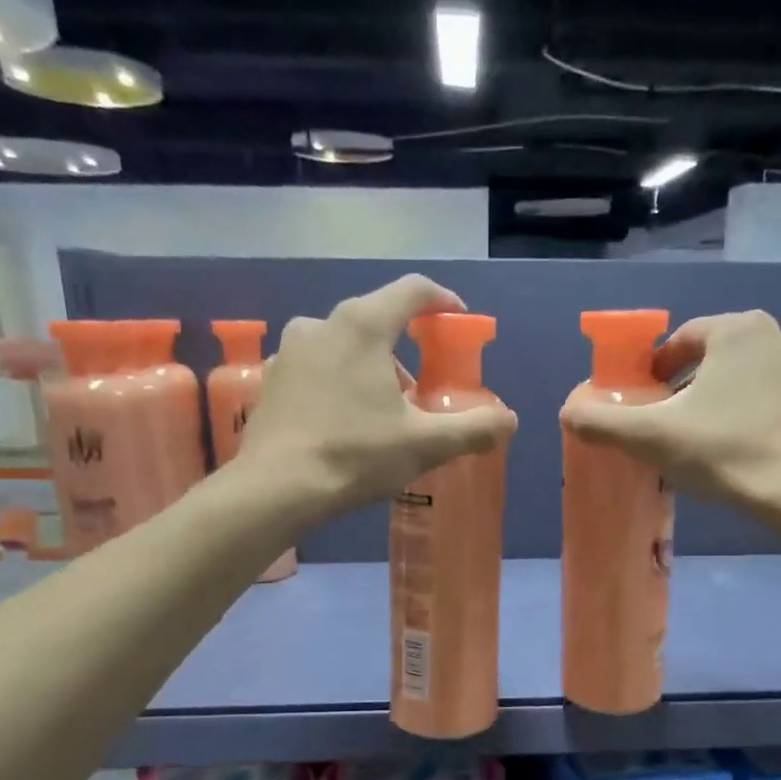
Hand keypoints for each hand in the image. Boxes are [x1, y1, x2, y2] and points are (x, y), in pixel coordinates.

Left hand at [238, 274, 517, 516]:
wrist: (276, 488)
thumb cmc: (355, 455)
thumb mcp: (424, 445)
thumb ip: (473, 429)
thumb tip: (509, 420)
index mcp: (362, 326)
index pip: (412, 291)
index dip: (442, 300)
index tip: (457, 320)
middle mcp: (321, 324)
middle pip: (376, 319)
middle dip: (405, 347)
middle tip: (420, 388)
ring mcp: (290, 351)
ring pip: (343, 344)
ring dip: (370, 366)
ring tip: (382, 410)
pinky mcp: (272, 379)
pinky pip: (316, 367)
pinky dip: (338, 381)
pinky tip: (343, 420)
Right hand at [560, 310, 780, 509]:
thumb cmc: (723, 451)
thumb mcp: (650, 437)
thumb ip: (601, 421)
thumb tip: (568, 412)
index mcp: (737, 329)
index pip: (683, 339)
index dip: (656, 368)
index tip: (644, 399)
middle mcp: (778, 335)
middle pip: (715, 357)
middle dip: (688, 385)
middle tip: (669, 423)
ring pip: (746, 378)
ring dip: (722, 399)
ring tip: (703, 439)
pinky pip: (774, 400)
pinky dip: (752, 415)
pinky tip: (740, 450)